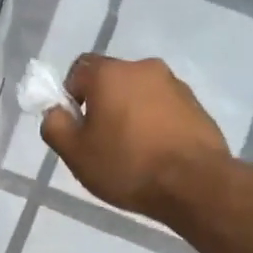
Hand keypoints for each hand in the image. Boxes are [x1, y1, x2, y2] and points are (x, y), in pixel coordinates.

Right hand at [43, 55, 228, 223]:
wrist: (195, 184)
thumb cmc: (127, 165)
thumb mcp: (75, 153)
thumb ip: (55, 126)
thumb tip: (56, 112)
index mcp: (110, 73)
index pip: (79, 69)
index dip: (71, 95)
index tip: (77, 126)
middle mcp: (144, 68)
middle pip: (112, 81)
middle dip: (103, 105)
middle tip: (101, 142)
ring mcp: (175, 85)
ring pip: (139, 94)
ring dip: (131, 114)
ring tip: (133, 152)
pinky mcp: (197, 105)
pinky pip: (164, 108)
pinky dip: (155, 124)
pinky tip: (156, 154)